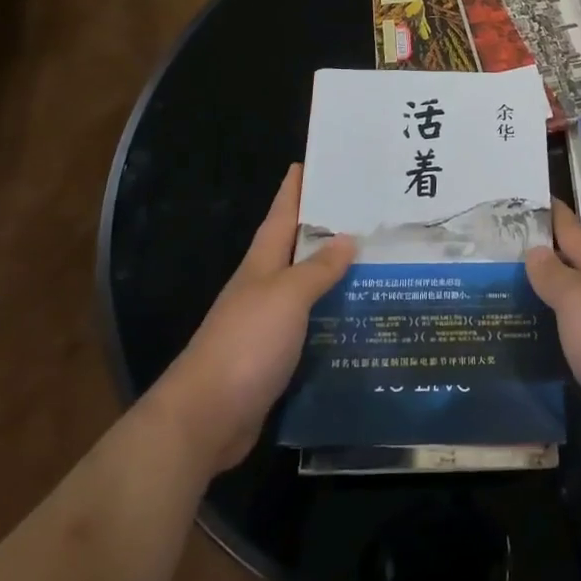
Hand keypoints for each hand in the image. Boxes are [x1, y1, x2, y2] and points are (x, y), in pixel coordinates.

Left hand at [145, 164, 353, 472]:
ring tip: (376, 259)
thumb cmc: (245, 344)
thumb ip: (317, 268)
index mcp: (262, 263)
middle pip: (297, 247)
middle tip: (367, 210)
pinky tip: (358, 316)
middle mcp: (265, 286)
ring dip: (335, 273)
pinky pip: (312, 324)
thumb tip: (348, 238)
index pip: (282, 213)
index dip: (296, 187)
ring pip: (308, 286)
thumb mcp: (286, 297)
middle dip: (326, 226)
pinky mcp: (277, 357)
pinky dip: (333, 315)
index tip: (315, 161)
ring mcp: (269, 323)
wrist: (205, 419)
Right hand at [526, 201, 580, 475]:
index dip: (551, 213)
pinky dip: (564, 329)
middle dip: (546, 253)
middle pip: (576, 263)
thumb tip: (536, 250)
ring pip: (580, 299)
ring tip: (516, 291)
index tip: (526, 196)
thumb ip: (554, 276)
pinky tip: (546, 338)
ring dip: (553, 293)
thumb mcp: (578, 302)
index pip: (571, 229)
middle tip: (505, 248)